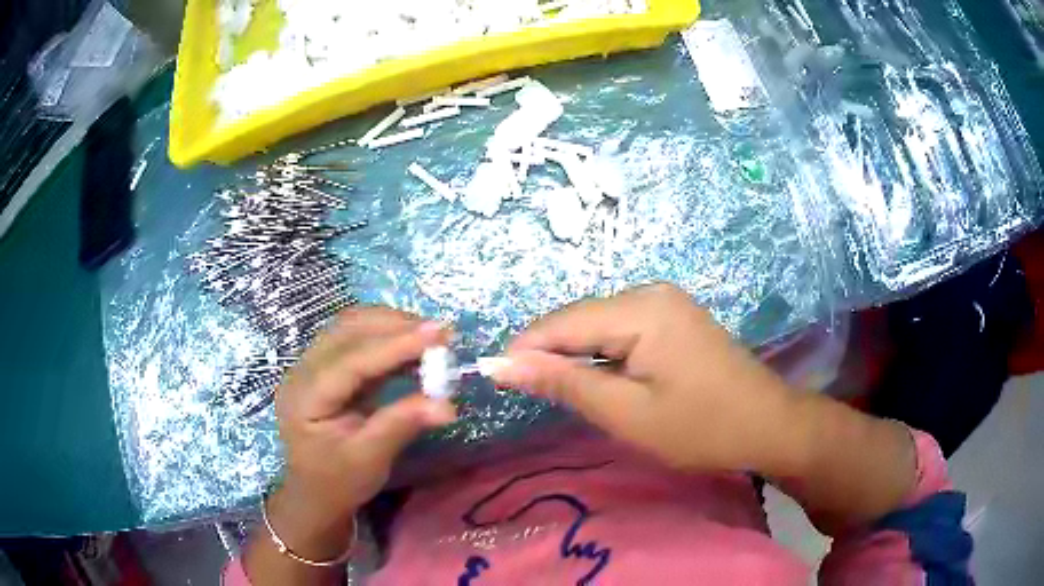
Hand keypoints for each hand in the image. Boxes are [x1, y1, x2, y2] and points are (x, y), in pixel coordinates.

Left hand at [267, 307, 456, 560]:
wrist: (315, 493)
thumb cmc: (339, 481)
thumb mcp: (370, 459)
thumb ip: (402, 425)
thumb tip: (447, 405)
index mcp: (306, 397)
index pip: (351, 359)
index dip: (395, 344)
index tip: (438, 334)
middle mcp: (302, 371)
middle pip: (347, 331)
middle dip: (395, 326)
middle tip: (442, 334)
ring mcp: (312, 365)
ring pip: (351, 327)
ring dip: (391, 325)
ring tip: (430, 337)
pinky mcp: (326, 367)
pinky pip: (355, 339)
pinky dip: (385, 337)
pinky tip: (411, 346)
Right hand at [491, 283, 802, 473]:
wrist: (767, 424)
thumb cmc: (700, 427)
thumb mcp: (626, 413)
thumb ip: (564, 382)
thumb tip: (503, 364)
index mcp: (640, 309)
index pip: (561, 322)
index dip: (524, 350)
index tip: (496, 382)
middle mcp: (649, 292)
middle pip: (579, 319)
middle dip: (549, 354)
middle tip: (531, 396)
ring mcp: (664, 302)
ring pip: (598, 324)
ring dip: (574, 356)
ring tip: (563, 393)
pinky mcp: (672, 317)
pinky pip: (620, 329)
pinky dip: (601, 354)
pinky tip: (600, 380)